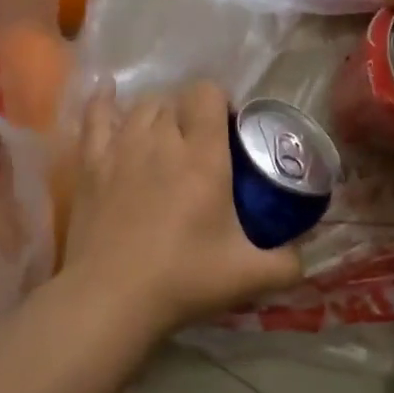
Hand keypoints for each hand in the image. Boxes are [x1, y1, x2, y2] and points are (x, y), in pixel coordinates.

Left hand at [59, 81, 303, 337]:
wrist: (110, 299)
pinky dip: (104, 102)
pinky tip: (108, 93)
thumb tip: (303, 256)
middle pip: (175, 100)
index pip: (207, 94)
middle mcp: (162, 140)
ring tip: (167, 137)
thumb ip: (288, 262)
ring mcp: (120, 149)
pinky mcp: (90, 165)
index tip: (230, 129)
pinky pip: (95, 118)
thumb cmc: (183, 280)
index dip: (220, 101)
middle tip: (202, 146)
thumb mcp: (250, 275)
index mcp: (203, 156)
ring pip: (141, 107)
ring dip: (158, 113)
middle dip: (191, 113)